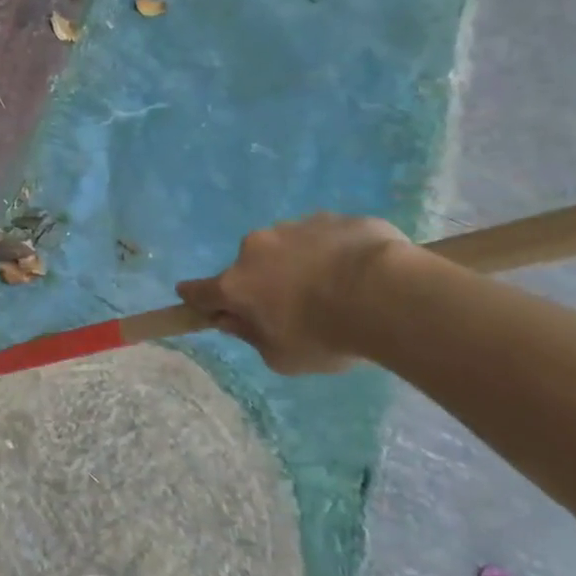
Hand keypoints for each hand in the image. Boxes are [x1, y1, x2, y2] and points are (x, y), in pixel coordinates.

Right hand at [176, 214, 408, 373]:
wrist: (384, 294)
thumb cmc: (325, 335)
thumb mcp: (283, 357)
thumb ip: (252, 337)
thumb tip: (235, 321)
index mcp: (237, 284)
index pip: (199, 291)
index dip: (194, 297)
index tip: (192, 299)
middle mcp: (255, 249)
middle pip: (250, 266)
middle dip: (264, 281)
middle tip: (295, 307)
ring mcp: (292, 227)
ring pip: (288, 247)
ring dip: (299, 264)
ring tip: (337, 289)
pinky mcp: (330, 217)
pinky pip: (324, 237)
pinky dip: (332, 252)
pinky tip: (359, 272)